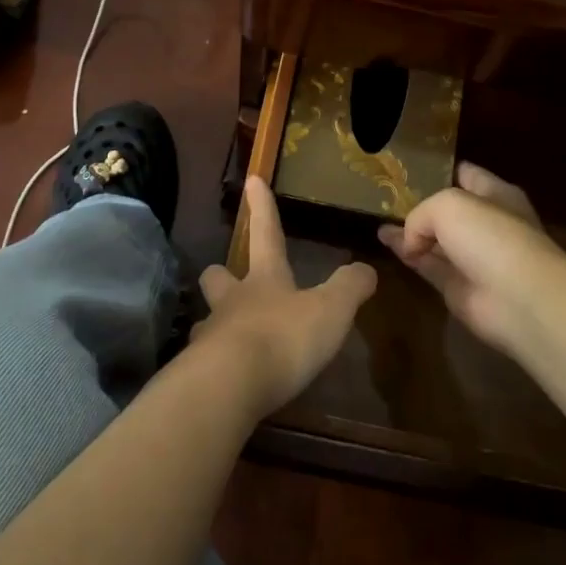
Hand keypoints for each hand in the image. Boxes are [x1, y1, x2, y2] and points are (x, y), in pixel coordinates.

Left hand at [195, 176, 377, 417]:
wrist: (230, 385)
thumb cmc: (284, 337)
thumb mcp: (331, 310)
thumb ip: (349, 288)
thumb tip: (367, 268)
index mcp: (265, 279)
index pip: (265, 233)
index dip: (262, 207)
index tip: (252, 179)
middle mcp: (233, 301)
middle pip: (218, 277)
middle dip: (221, 274)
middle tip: (226, 278)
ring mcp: (210, 336)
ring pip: (206, 320)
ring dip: (215, 323)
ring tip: (225, 336)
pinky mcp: (199, 373)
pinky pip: (203, 363)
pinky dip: (213, 365)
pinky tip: (224, 378)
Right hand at [379, 163, 565, 354]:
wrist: (518, 298)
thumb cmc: (491, 237)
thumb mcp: (448, 205)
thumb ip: (420, 213)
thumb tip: (411, 241)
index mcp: (496, 194)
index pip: (466, 175)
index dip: (439, 170)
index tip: (407, 169)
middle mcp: (486, 224)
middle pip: (448, 210)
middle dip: (420, 203)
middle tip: (385, 196)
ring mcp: (473, 257)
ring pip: (434, 239)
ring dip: (408, 231)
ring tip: (378, 220)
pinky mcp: (458, 287)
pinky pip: (428, 265)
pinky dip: (407, 255)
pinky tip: (384, 241)